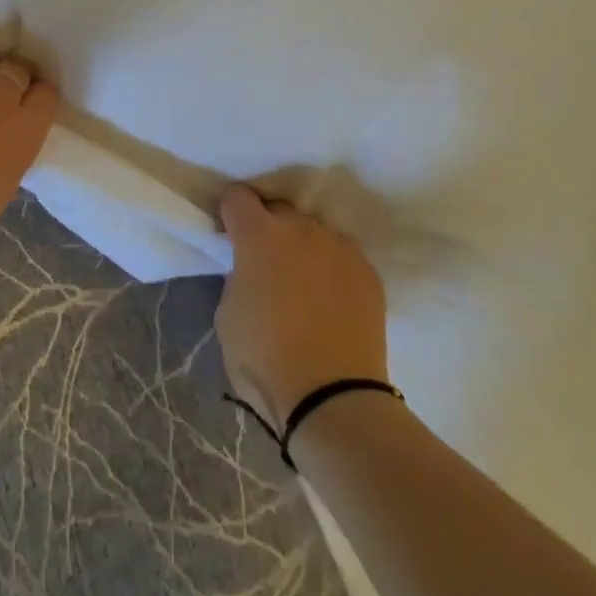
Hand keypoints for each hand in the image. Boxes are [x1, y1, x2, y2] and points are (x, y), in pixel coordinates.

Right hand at [215, 185, 388, 428]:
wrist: (334, 397)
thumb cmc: (265, 358)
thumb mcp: (228, 315)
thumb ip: (238, 277)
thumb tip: (251, 270)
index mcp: (259, 236)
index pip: (237, 197)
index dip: (230, 211)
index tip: (229, 232)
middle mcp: (301, 228)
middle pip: (278, 209)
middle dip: (267, 226)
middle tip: (264, 260)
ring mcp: (339, 246)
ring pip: (313, 231)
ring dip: (302, 246)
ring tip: (302, 281)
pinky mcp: (368, 271)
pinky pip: (341, 256)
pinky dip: (331, 268)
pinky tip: (330, 299)